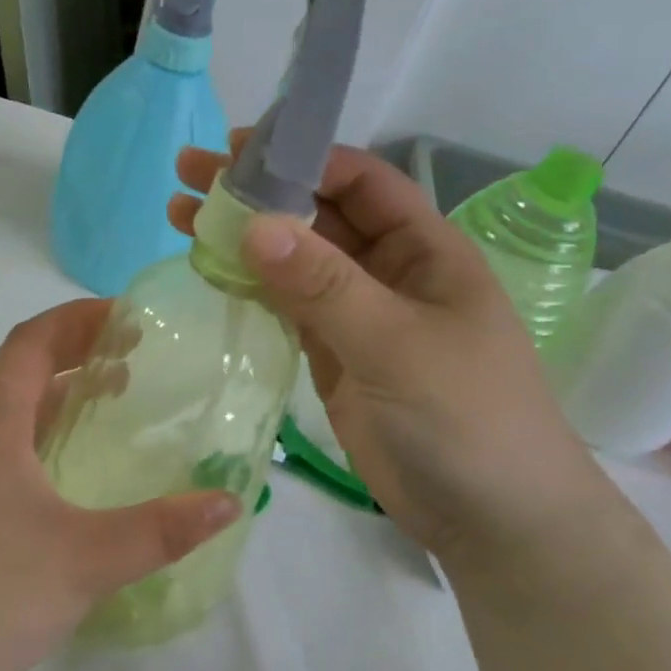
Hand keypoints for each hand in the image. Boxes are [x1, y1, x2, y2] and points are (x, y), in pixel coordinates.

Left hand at [0, 301, 239, 670]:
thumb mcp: (90, 558)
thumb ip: (162, 528)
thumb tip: (228, 500)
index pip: (29, 342)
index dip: (77, 318)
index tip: (128, 318)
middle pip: (21, 367)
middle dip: (76, 348)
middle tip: (134, 353)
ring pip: (13, 406)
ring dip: (61, 388)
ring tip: (114, 394)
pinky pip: (8, 440)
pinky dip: (48, 426)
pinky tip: (78, 460)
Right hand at [170, 139, 616, 577]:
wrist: (491, 518)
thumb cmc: (464, 417)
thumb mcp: (396, 344)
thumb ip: (324, 285)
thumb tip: (253, 224)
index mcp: (424, 249)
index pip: (360, 182)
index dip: (302, 158)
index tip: (236, 152)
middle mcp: (389, 271)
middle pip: (318, 215)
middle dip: (258, 192)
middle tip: (188, 175)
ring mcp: (358, 315)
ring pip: (294, 261)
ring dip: (243, 238)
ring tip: (180, 218)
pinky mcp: (334, 354)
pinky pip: (287, 306)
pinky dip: (250, 286)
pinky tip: (209, 271)